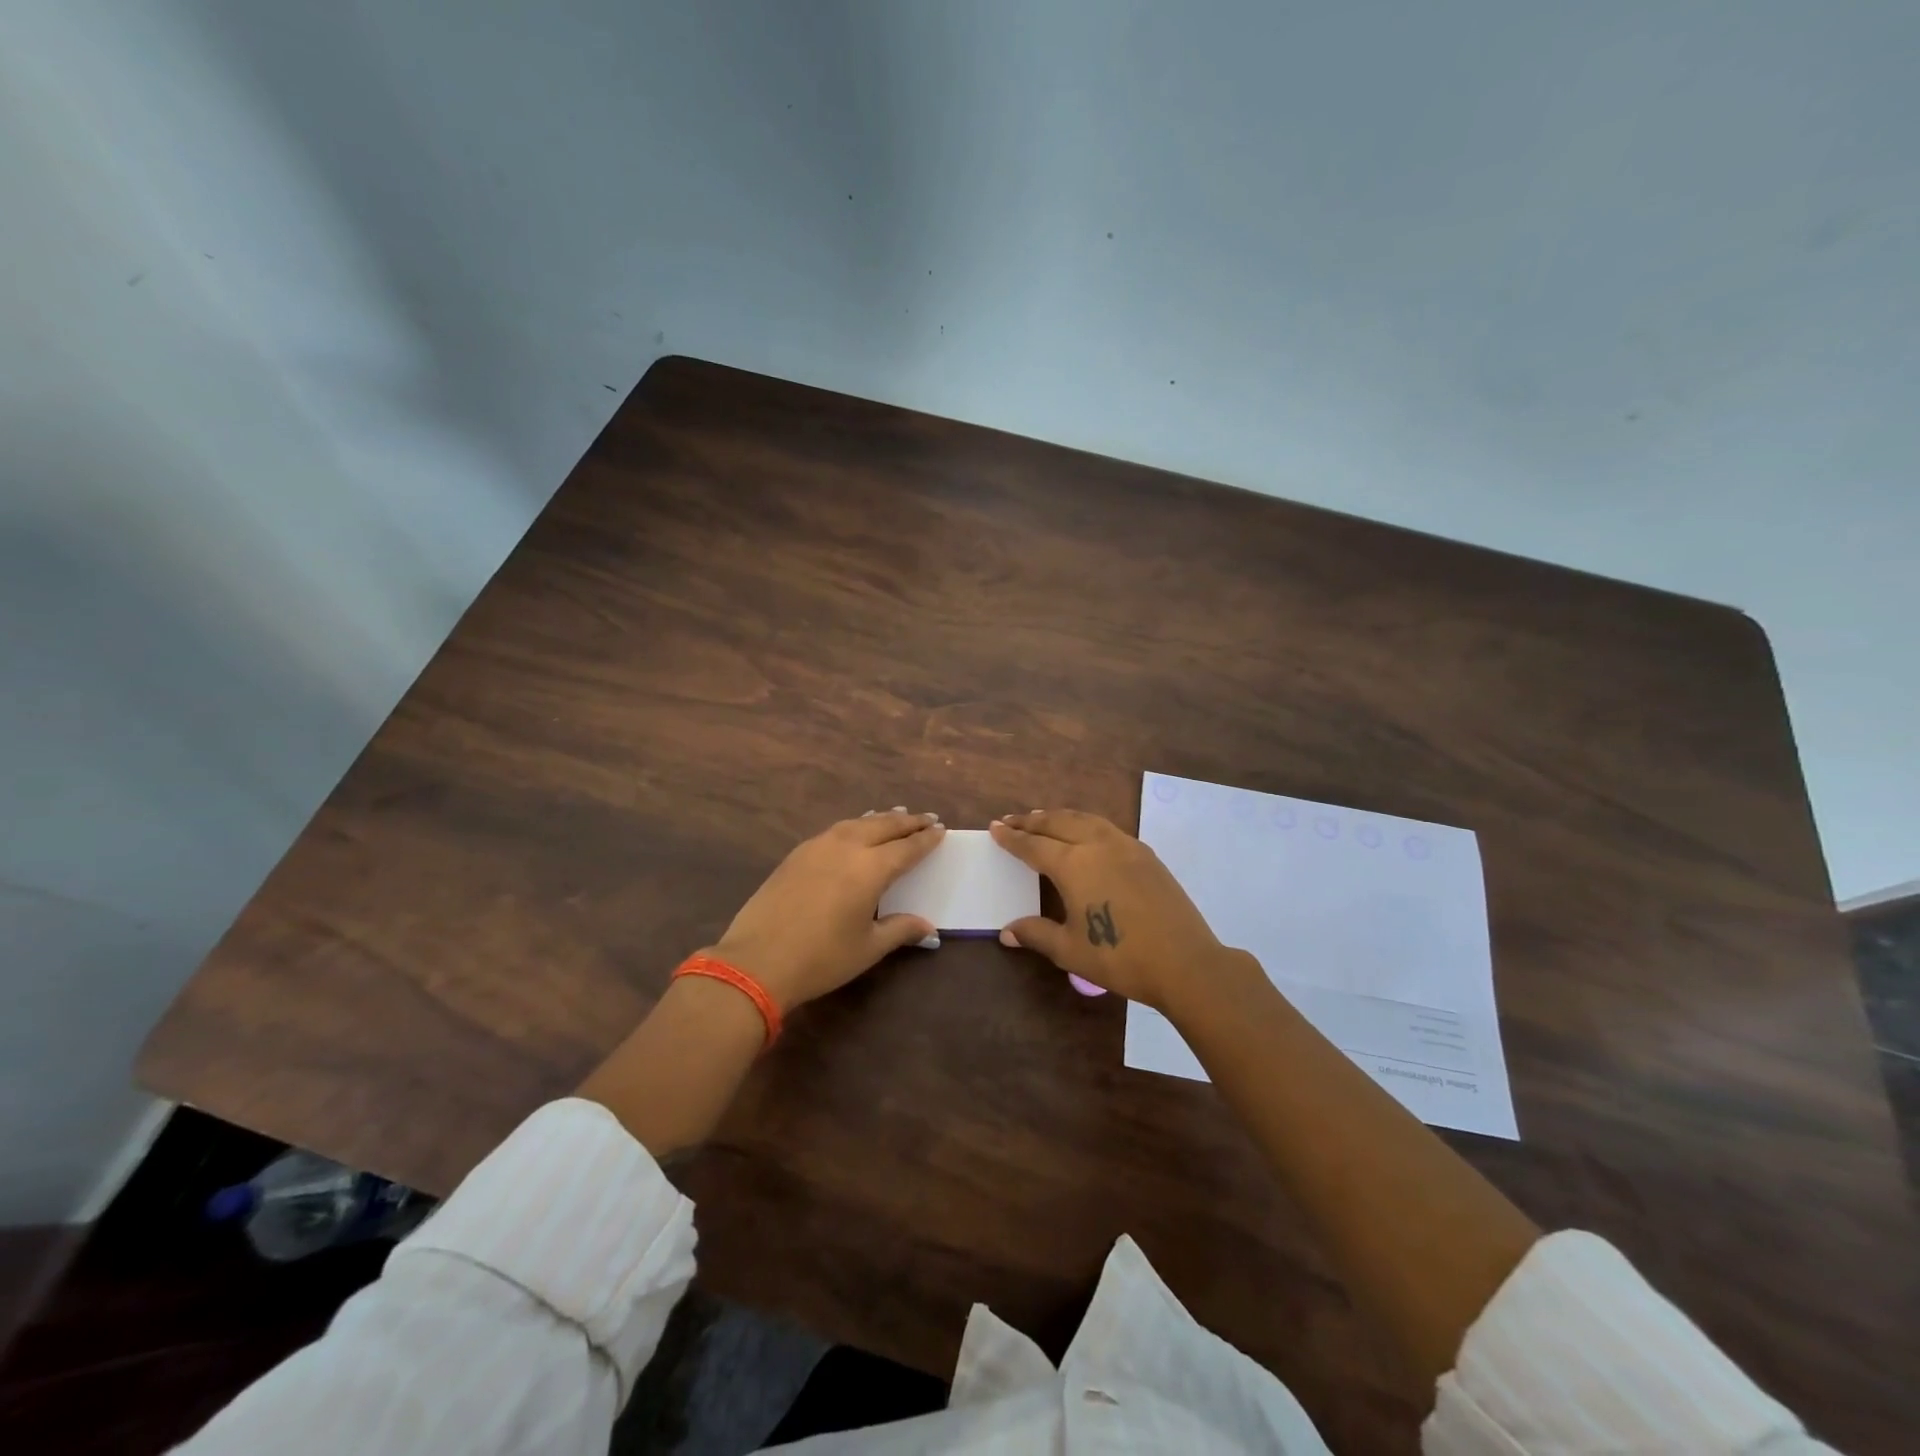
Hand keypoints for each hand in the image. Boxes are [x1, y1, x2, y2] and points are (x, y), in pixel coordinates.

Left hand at [706, 809, 944, 1011]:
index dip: (926, 839)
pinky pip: (835, 830)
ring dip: (880, 818)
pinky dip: (854, 826)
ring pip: (857, 823)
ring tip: (895, 815)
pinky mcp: (796, 854)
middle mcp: (847, 847)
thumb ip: (900, 929)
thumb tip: (930, 929)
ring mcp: (818, 847)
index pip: (907, 848)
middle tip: (926, 817)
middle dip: (908, 821)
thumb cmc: (821, 958)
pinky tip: (855, 831)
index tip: (941, 829)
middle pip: (884, 826)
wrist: (757, 961)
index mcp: (871, 869)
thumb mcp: (868, 947)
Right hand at [990, 809, 1245, 1011]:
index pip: (1033, 845)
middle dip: (1032, 821)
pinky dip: (1085, 823)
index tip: (995, 827)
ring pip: (1084, 819)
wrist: (1185, 962)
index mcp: (1073, 864)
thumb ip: (1036, 934)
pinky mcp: (1145, 854)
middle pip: (1057, 823)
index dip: (1012, 838)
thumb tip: (1006, 932)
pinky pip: (1106, 827)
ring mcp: (1125, 846)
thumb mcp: (1070, 950)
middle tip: (1012, 820)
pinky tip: (1084, 833)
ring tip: (1043, 818)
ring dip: (1059, 817)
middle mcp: (1097, 844)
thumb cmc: (1120, 958)